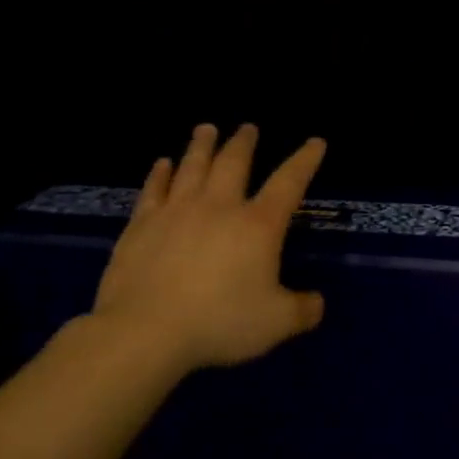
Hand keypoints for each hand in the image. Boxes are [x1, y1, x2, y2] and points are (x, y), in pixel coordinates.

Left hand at [91, 124, 326, 379]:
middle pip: (233, 163)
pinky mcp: (141, 225)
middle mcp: (219, 207)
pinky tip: (162, 163)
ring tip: (206, 128)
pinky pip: (153, 189)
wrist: (144, 331)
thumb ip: (303, 310)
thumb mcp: (276, 323)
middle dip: (244, 143)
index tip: (316, 141)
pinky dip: (160, 173)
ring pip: (192, 166)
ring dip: (201, 145)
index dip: (305, 160)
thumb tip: (316, 303)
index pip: (289, 183)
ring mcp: (176, 212)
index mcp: (258, 225)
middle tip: (248, 127)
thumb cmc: (219, 322)